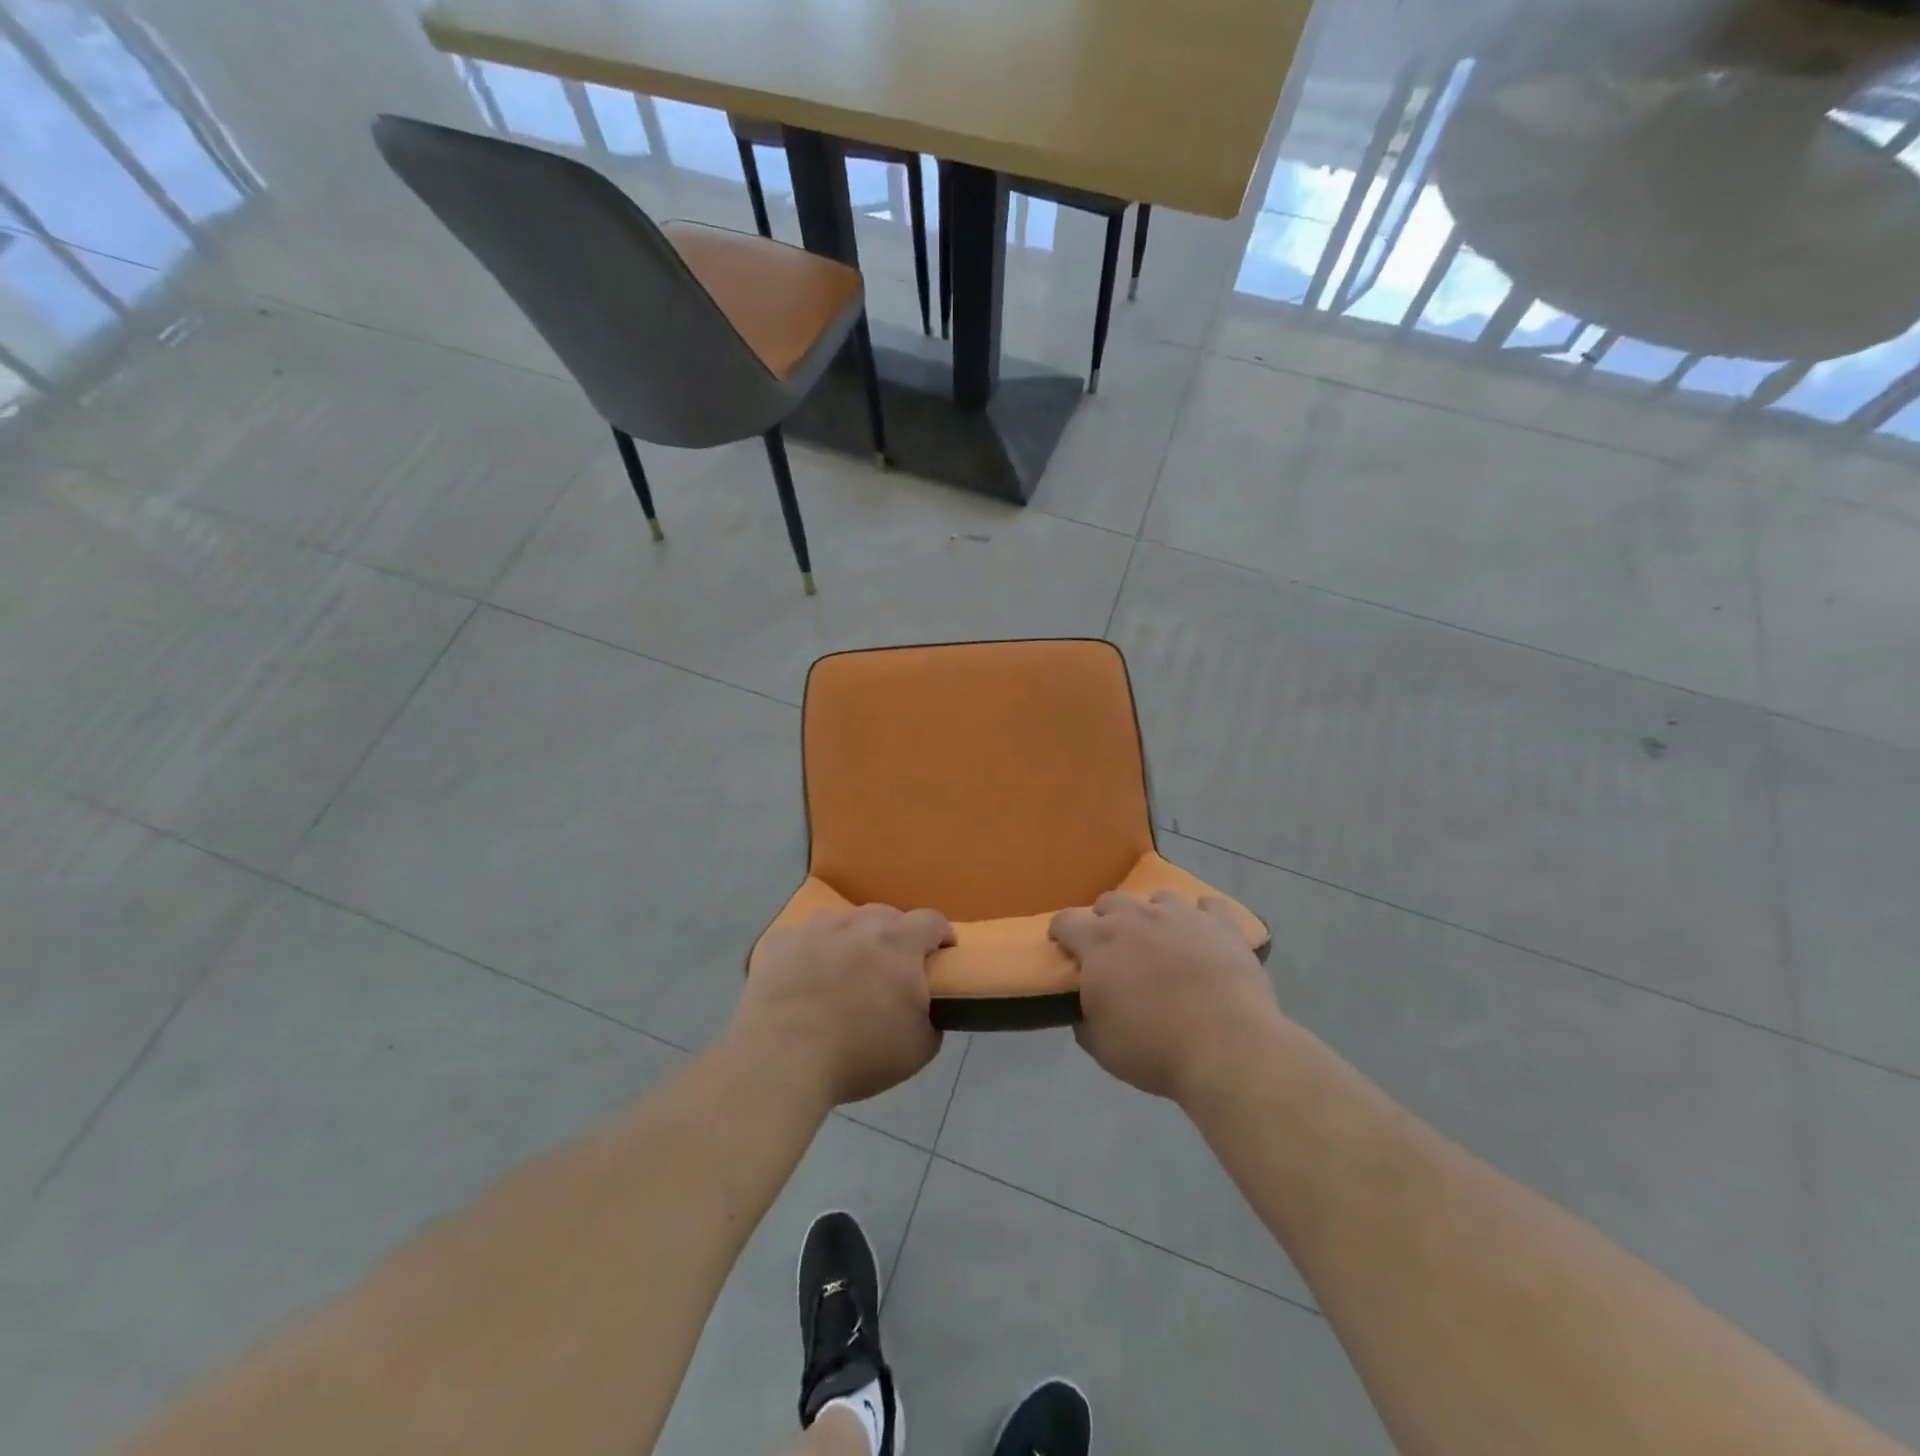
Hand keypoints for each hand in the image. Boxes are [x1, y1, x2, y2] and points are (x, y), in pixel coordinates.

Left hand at [732, 904, 952, 1105]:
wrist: (781, 1060)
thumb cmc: (858, 1055)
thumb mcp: (918, 1048)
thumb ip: (932, 1017)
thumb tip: (925, 1007)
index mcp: (898, 943)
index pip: (932, 920)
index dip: (941, 935)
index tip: (941, 955)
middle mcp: (858, 923)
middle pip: (887, 917)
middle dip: (895, 938)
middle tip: (890, 972)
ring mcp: (815, 928)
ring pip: (844, 923)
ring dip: (852, 941)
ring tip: (843, 975)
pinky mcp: (780, 942)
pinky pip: (804, 939)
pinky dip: (811, 954)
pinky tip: (804, 983)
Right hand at [1050, 891, 1282, 1102]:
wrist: (1228, 1048)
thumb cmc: (1155, 1049)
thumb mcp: (1101, 1046)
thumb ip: (1085, 1018)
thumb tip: (1085, 1007)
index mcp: (1099, 943)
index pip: (1066, 920)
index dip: (1061, 933)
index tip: (1064, 947)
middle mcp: (1137, 917)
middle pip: (1110, 901)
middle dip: (1106, 920)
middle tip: (1115, 950)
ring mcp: (1182, 915)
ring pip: (1159, 899)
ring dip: (1153, 916)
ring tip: (1162, 942)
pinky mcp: (1222, 924)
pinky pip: (1209, 907)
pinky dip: (1203, 917)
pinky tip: (1204, 935)